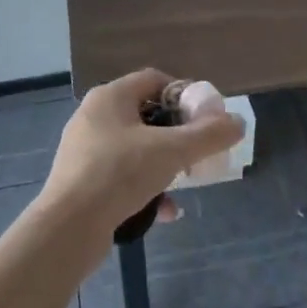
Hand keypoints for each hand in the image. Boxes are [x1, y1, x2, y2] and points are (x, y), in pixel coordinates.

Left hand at [37, 69, 245, 258]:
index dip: (184, 94)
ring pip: (135, 148)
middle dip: (176, 134)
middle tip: (198, 151)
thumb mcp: (171, 152)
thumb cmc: (120, 174)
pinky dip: (145, 188)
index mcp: (110, 96)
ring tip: (184, 182)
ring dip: (163, 164)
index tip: (205, 118)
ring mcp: (84, 149)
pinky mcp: (81, 181)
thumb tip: (238, 122)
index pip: (155, 79)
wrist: (68, 228)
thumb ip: (208, 135)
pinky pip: (121, 175)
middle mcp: (94, 116)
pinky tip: (165, 211)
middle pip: (146, 114)